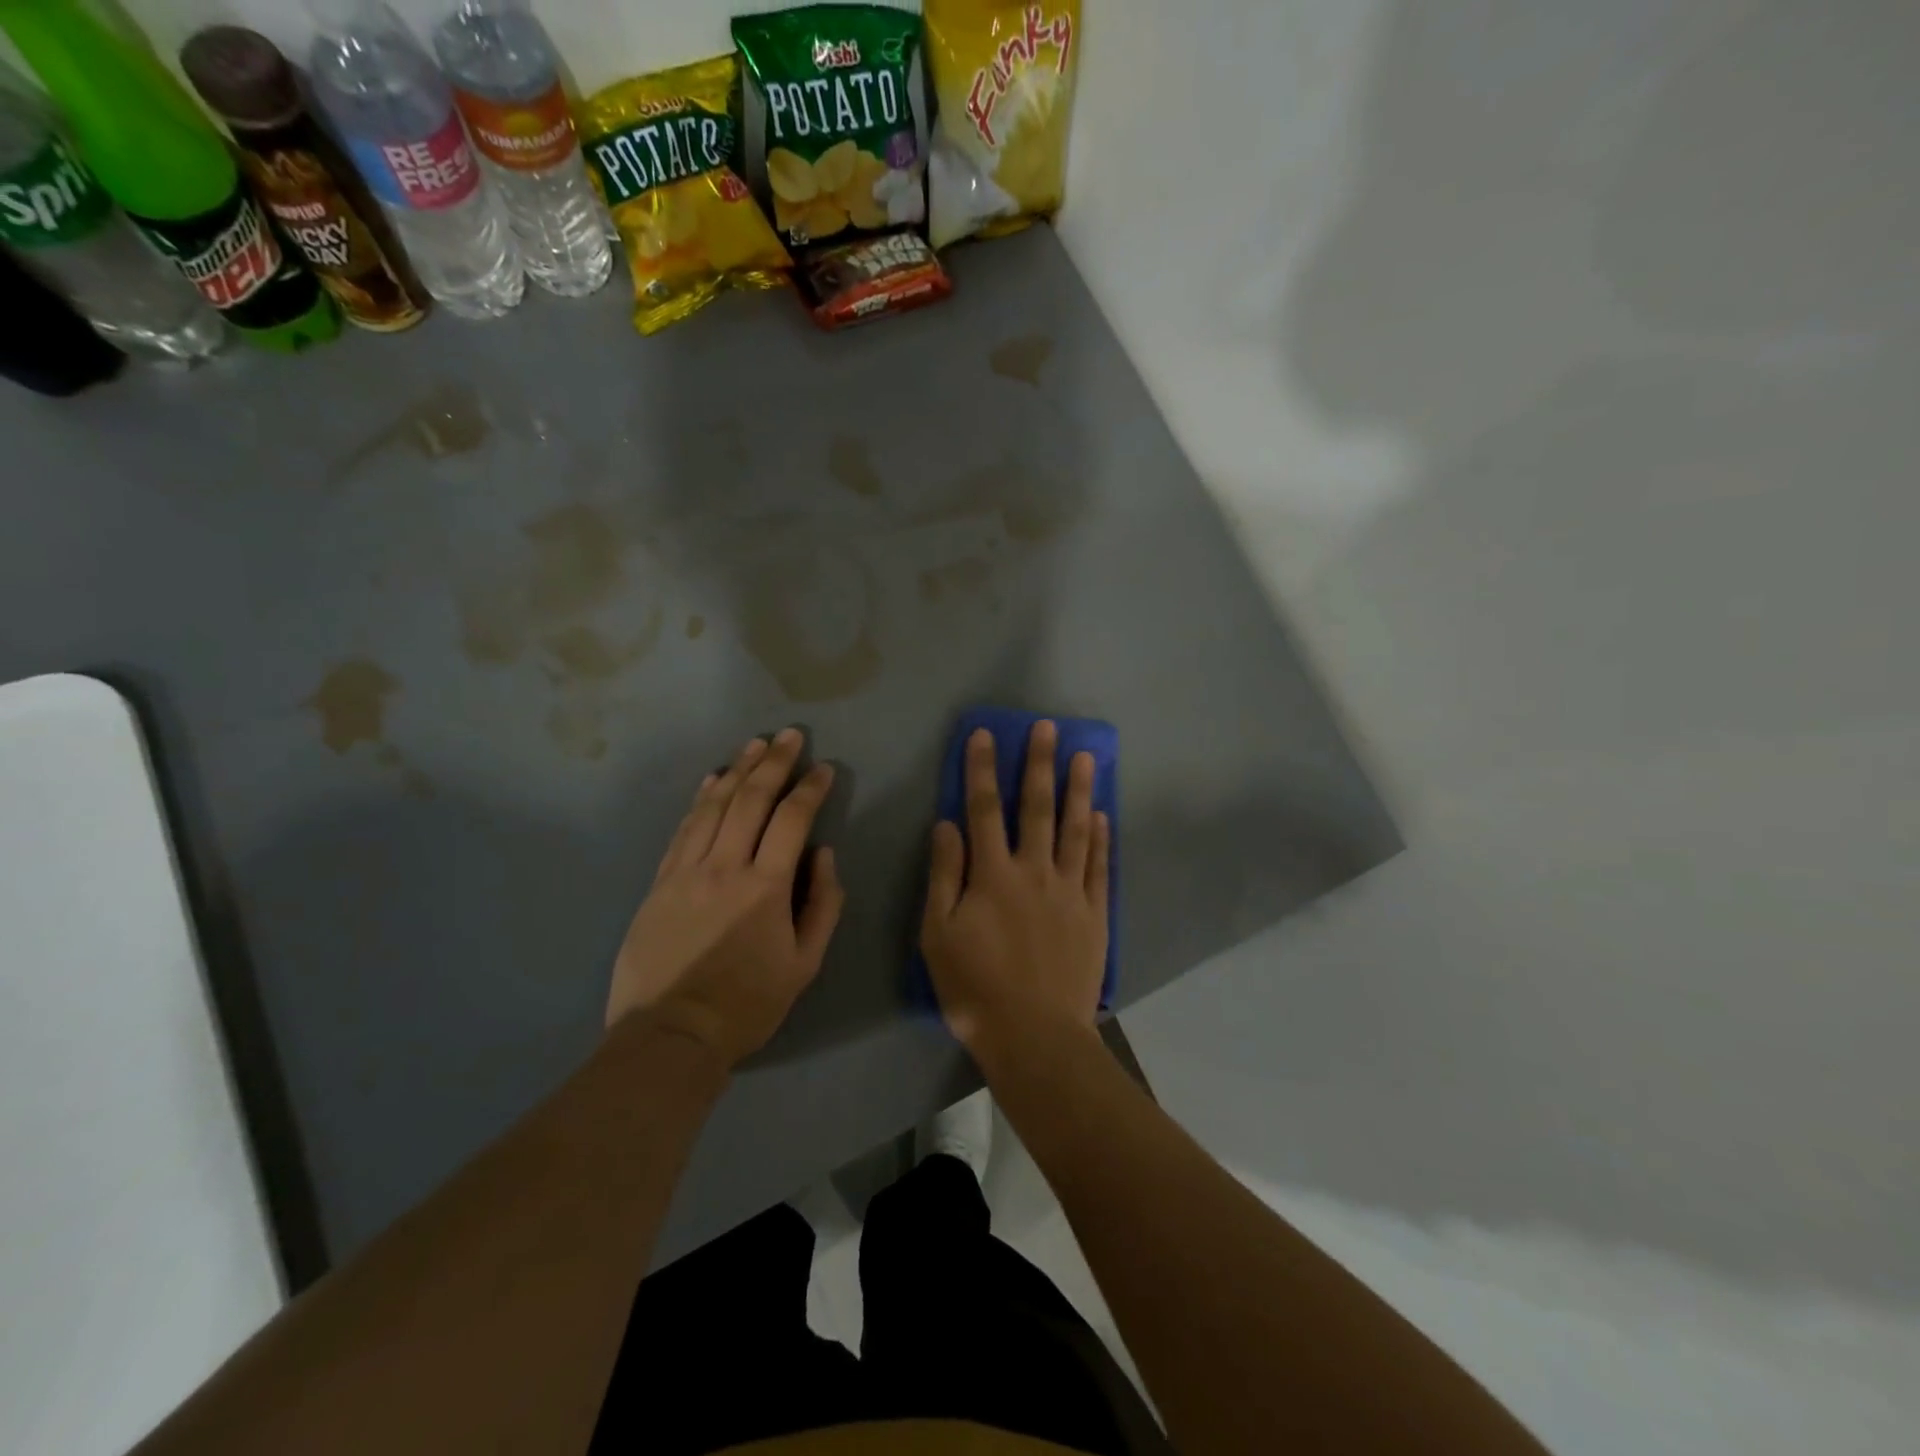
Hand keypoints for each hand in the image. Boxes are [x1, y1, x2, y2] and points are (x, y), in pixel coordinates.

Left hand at [607, 729, 843, 1067]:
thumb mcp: (805, 964)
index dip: (810, 789)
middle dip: (774, 762)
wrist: (672, 1034)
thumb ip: (823, 904)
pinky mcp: (659, 882)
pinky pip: (683, 829)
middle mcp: (724, 867)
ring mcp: (686, 871)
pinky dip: (700, 799)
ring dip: (737, 770)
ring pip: (714, 806)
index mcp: (765, 887)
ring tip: (755, 745)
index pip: (792, 820)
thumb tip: (824, 854)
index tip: (824, 769)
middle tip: (789, 735)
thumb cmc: (748, 1003)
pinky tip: (712, 779)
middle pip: (751, 800)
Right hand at [921, 721, 1110, 1064]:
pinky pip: (1099, 867)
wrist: (1035, 1035)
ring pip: (1074, 829)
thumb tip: (947, 824)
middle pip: (1036, 808)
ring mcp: (1070, 891)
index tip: (985, 735)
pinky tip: (1101, 816)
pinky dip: (1100, 838)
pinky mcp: (1094, 914)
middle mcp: (1034, 871)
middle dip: (1039, 764)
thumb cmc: (975, 988)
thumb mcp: (938, 934)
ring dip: (1078, 790)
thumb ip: (944, 875)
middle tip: (1047, 728)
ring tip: (1085, 757)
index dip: (982, 770)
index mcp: (992, 875)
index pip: (983, 809)